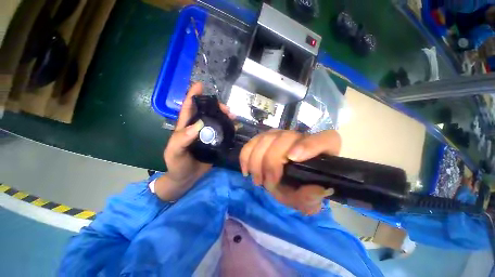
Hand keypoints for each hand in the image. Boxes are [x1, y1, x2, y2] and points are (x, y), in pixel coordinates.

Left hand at [155, 83, 233, 200]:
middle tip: (226, 109)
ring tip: (233, 116)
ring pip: (217, 121)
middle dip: (216, 107)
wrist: (187, 178)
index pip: (188, 108)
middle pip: (207, 112)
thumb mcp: (175, 152)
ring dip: (225, 116)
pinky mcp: (215, 142)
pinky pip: (223, 132)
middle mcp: (197, 128)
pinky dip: (229, 128)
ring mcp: (207, 135)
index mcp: (185, 127)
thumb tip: (199, 124)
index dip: (193, 95)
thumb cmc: (177, 164)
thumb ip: (182, 139)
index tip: (200, 85)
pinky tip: (235, 127)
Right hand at [240, 130, 341, 214]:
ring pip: (266, 138)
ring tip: (257, 179)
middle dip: (271, 163)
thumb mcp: (308, 199)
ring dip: (257, 160)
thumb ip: (312, 198)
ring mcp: (281, 134)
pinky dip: (246, 155)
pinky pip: (253, 141)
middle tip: (266, 183)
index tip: (292, 158)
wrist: (292, 176)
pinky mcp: (266, 137)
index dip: (308, 146)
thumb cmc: (303, 185)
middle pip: (285, 139)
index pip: (325, 139)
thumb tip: (315, 190)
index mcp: (324, 148)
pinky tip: (246, 169)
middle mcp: (302, 136)